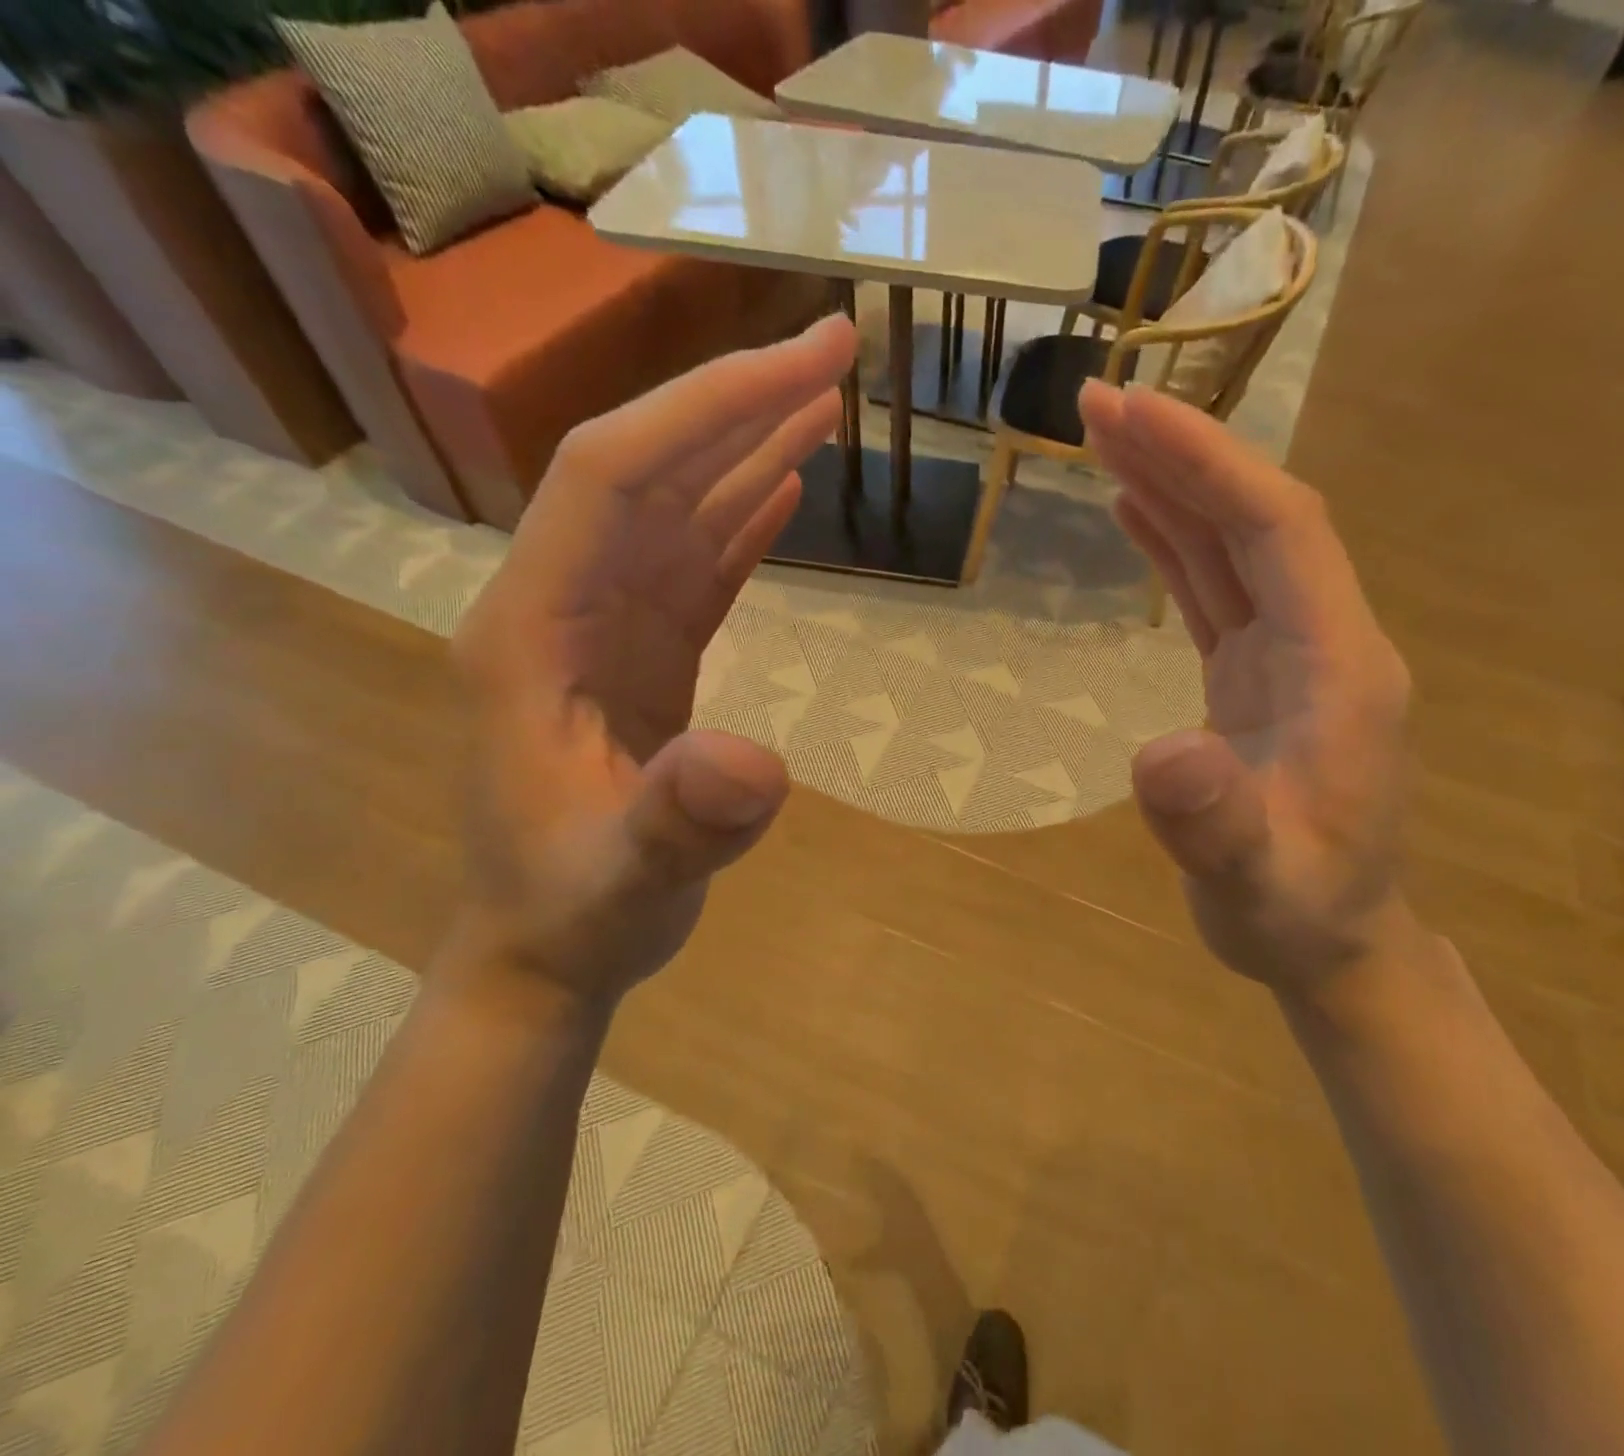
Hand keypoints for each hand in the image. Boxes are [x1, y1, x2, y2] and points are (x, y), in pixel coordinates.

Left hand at [448, 315, 857, 1007]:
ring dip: (748, 448)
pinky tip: (783, 487)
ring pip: (678, 508)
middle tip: (838, 348)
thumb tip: (753, 762)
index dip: (704, 411)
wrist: (549, 949)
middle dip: (740, 401)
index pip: (613, 476)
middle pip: (649, 468)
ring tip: (824, 398)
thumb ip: (677, 823)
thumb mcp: (621, 881)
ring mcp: (604, 627)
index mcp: (533, 627)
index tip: (802, 365)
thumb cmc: (574, 914)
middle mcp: (562, 603)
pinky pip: (695, 566)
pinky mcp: (641, 656)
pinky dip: (741, 519)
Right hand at [1079, 379, 1414, 998]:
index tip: (1132, 413)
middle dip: (1182, 454)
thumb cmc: (1298, 915)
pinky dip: (1176, 542)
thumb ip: (1217, 827)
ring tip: (1104, 437)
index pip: (1277, 531)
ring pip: (1234, 546)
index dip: (1208, 465)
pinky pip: (1217, 589)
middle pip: (1255, 520)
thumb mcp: (1256, 886)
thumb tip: (1162, 754)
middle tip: (1095, 405)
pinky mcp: (1257, 675)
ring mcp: (1291, 655)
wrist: (1331, 941)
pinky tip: (1137, 513)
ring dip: (1174, 487)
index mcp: (1339, 667)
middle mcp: (1323, 641)